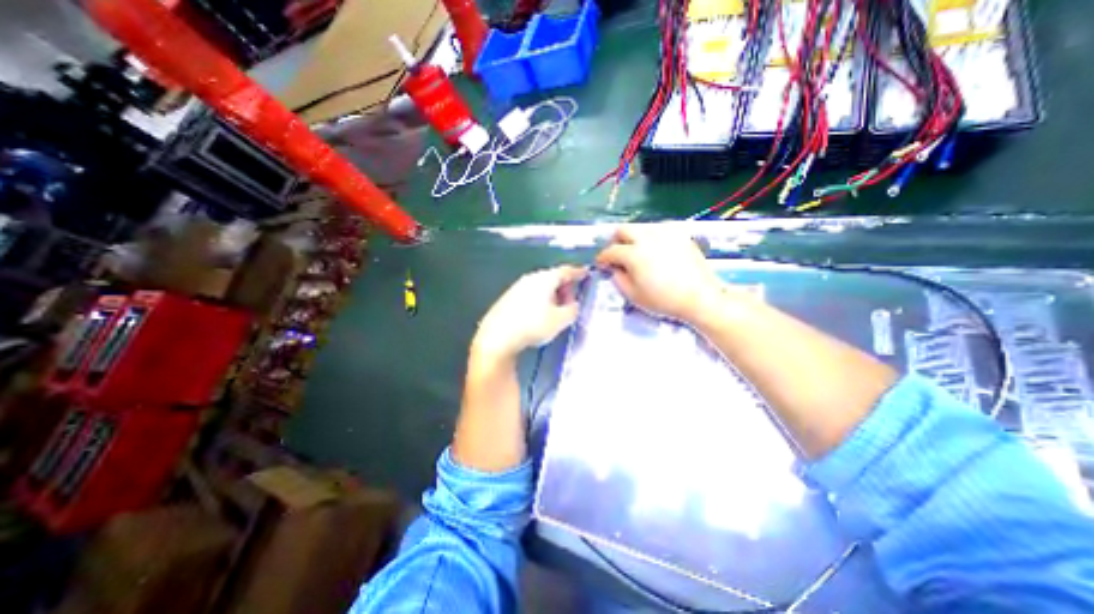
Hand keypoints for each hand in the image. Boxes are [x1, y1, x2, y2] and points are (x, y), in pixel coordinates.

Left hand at [473, 266, 589, 362]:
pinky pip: (530, 294)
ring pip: (540, 286)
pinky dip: (539, 300)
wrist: (497, 336)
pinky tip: (538, 314)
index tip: (586, 274)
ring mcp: (517, 287)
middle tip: (571, 302)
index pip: (566, 271)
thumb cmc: (533, 325)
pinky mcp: (508, 298)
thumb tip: (573, 304)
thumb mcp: (560, 320)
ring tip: (555, 311)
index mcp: (545, 279)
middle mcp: (531, 278)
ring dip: (551, 295)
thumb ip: (572, 310)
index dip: (578, 273)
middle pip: (552, 278)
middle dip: (564, 288)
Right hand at [598, 224, 722, 320]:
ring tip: (636, 251)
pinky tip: (655, 248)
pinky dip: (651, 236)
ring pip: (641, 226)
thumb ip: (618, 279)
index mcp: (634, 254)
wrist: (699, 297)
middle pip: (623, 229)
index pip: (611, 251)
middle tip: (617, 253)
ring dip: (633, 237)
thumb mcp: (633, 295)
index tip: (601, 263)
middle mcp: (648, 237)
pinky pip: (659, 228)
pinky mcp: (680, 234)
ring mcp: (666, 233)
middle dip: (615, 240)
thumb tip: (614, 268)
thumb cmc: (663, 300)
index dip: (602, 257)